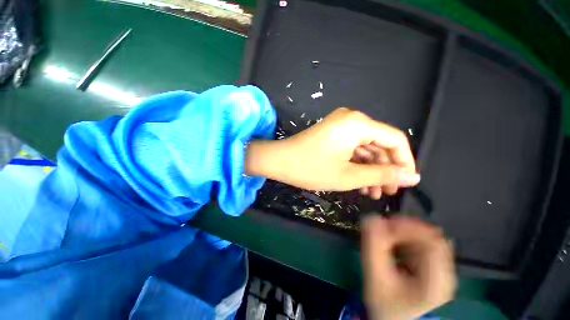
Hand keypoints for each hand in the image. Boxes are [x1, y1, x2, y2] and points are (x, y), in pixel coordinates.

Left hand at [245, 108, 419, 195]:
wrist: (279, 161)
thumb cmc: (311, 168)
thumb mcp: (349, 175)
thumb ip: (382, 175)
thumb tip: (412, 176)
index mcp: (358, 124)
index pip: (395, 139)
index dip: (405, 161)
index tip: (408, 181)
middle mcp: (352, 120)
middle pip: (379, 144)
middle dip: (385, 169)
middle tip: (389, 191)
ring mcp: (340, 127)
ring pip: (365, 149)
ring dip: (371, 170)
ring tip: (375, 193)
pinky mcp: (332, 135)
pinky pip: (352, 149)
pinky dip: (358, 165)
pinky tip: (361, 183)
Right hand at [361, 216, 456, 319]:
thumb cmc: (386, 305)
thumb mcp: (376, 278)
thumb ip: (373, 248)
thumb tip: (371, 218)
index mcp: (437, 281)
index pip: (432, 241)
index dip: (408, 227)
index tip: (385, 225)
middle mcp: (444, 273)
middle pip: (428, 237)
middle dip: (402, 229)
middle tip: (381, 230)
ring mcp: (439, 269)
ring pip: (423, 238)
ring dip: (401, 233)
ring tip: (384, 239)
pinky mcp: (430, 266)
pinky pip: (419, 243)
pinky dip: (403, 239)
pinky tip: (391, 246)